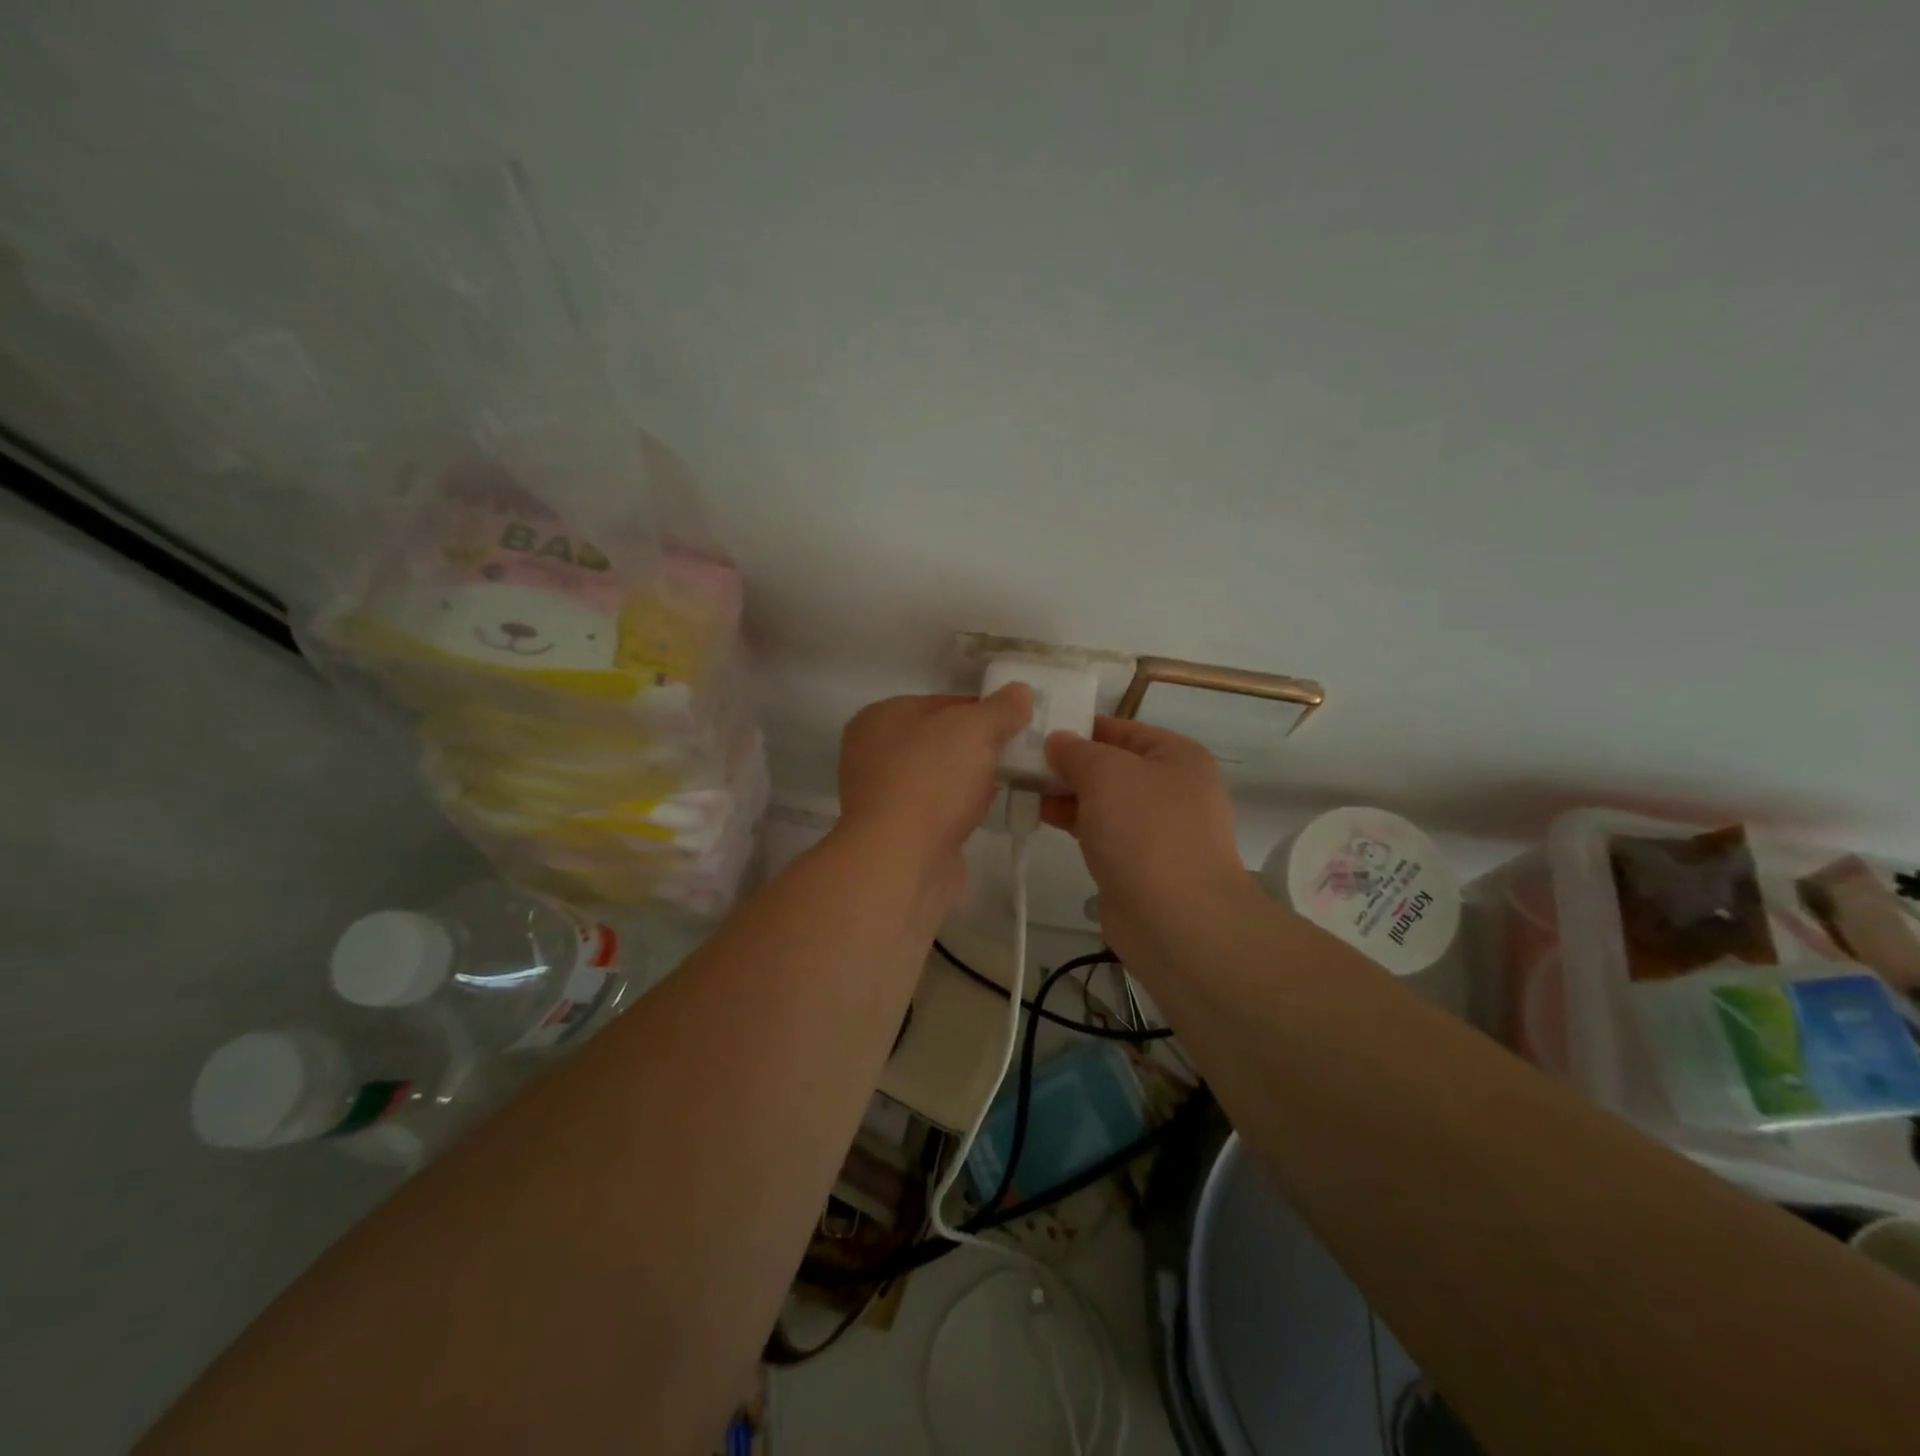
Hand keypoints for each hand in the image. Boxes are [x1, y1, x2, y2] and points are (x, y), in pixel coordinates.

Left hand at [836, 686, 1033, 910]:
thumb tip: (1020, 692)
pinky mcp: (896, 832)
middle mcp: (873, 752)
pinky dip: (960, 809)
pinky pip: (938, 809)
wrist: (901, 860)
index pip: (943, 702)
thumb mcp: (975, 729)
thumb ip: (1001, 708)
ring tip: (1012, 783)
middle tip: (1020, 754)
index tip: (1018, 724)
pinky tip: (986, 813)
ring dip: (972, 780)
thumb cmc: (932, 779)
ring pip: (941, 776)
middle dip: (980, 747)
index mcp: (881, 716)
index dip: (983, 711)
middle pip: (941, 740)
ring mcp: (882, 795)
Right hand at [1042, 717, 1259, 964]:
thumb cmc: (1145, 830)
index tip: (1033, 731)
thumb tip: (1058, 741)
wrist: (1177, 920)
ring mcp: (1157, 828)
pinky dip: (1074, 822)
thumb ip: (1076, 751)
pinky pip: (1101, 831)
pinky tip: (1042, 818)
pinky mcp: (1139, 863)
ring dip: (1065, 794)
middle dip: (1067, 764)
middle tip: (1019, 763)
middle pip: (1110, 765)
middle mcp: (1172, 787)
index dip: (1077, 727)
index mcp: (1176, 756)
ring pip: (1103, 800)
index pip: (1119, 728)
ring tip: (1022, 789)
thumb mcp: (1106, 773)